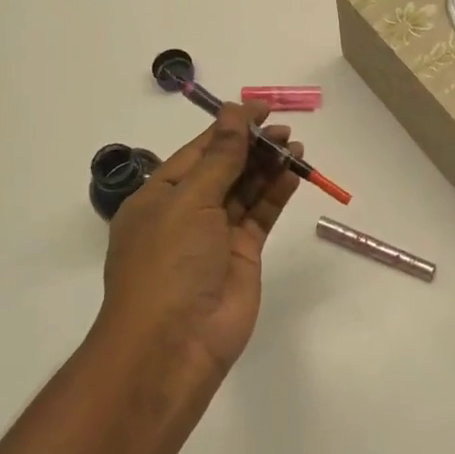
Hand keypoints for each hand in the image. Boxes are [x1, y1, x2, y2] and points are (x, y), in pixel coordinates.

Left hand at [100, 104, 302, 379]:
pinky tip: (294, 174)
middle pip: (224, 168)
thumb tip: (234, 112)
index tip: (261, 108)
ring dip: (268, 167)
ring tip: (295, 146)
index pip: (199, 151)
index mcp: (159, 195)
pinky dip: (276, 194)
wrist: (174, 345)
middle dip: (252, 146)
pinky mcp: (242, 255)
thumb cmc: (169, 264)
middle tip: (284, 130)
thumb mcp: (189, 201)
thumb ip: (220, 158)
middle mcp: (186, 212)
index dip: (230, 127)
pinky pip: (260, 215)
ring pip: (245, 190)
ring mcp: (215, 235)